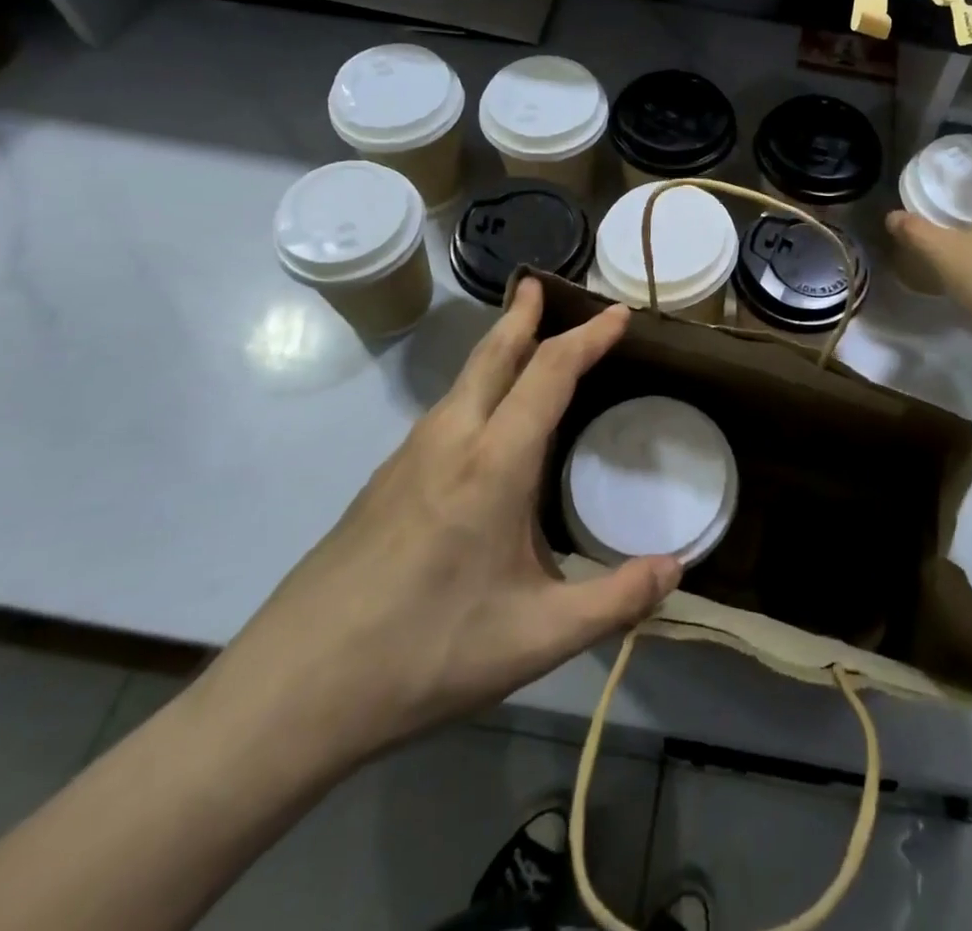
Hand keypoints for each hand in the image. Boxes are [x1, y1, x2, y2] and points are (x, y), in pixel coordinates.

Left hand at [198, 279, 681, 778]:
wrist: (293, 688)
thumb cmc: (426, 652)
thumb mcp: (537, 638)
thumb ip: (615, 601)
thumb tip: (678, 569)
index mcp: (493, 462)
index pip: (550, 373)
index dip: (588, 337)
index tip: (618, 313)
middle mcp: (449, 439)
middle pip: (492, 354)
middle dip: (522, 314)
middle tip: (540, 283)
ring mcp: (408, 456)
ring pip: (463, 380)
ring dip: (497, 348)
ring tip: (521, 340)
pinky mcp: (384, 480)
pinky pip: (444, 410)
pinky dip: (476, 386)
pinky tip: (480, 421)